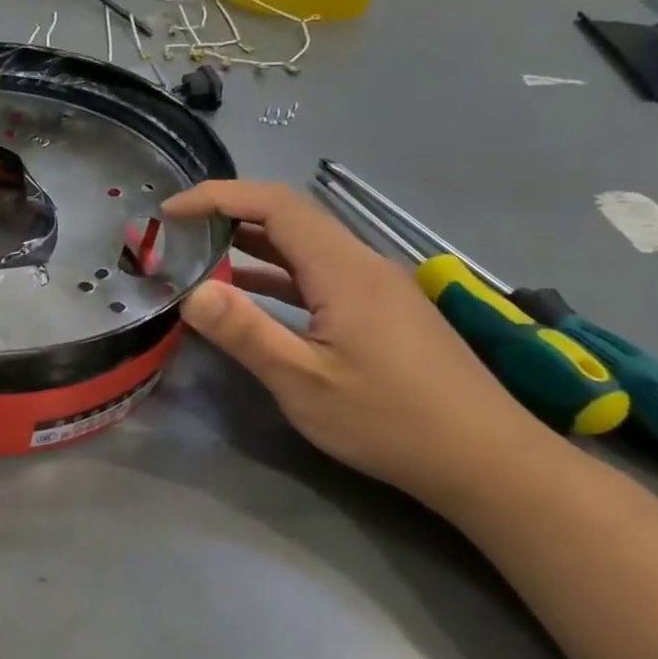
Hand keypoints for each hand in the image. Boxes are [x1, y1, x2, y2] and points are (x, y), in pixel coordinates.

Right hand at [163, 181, 564, 509]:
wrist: (487, 462)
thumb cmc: (391, 421)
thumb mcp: (304, 382)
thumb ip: (246, 331)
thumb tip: (192, 291)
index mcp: (345, 270)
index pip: (274, 204)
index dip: (218, 197)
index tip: (170, 212)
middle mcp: (362, 264)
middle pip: (289, 216)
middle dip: (227, 214)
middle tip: (175, 233)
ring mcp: (375, 287)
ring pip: (303, 245)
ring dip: (249, 243)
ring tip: (197, 254)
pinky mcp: (380, 310)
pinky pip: (317, 273)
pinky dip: (274, 272)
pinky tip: (247, 292)